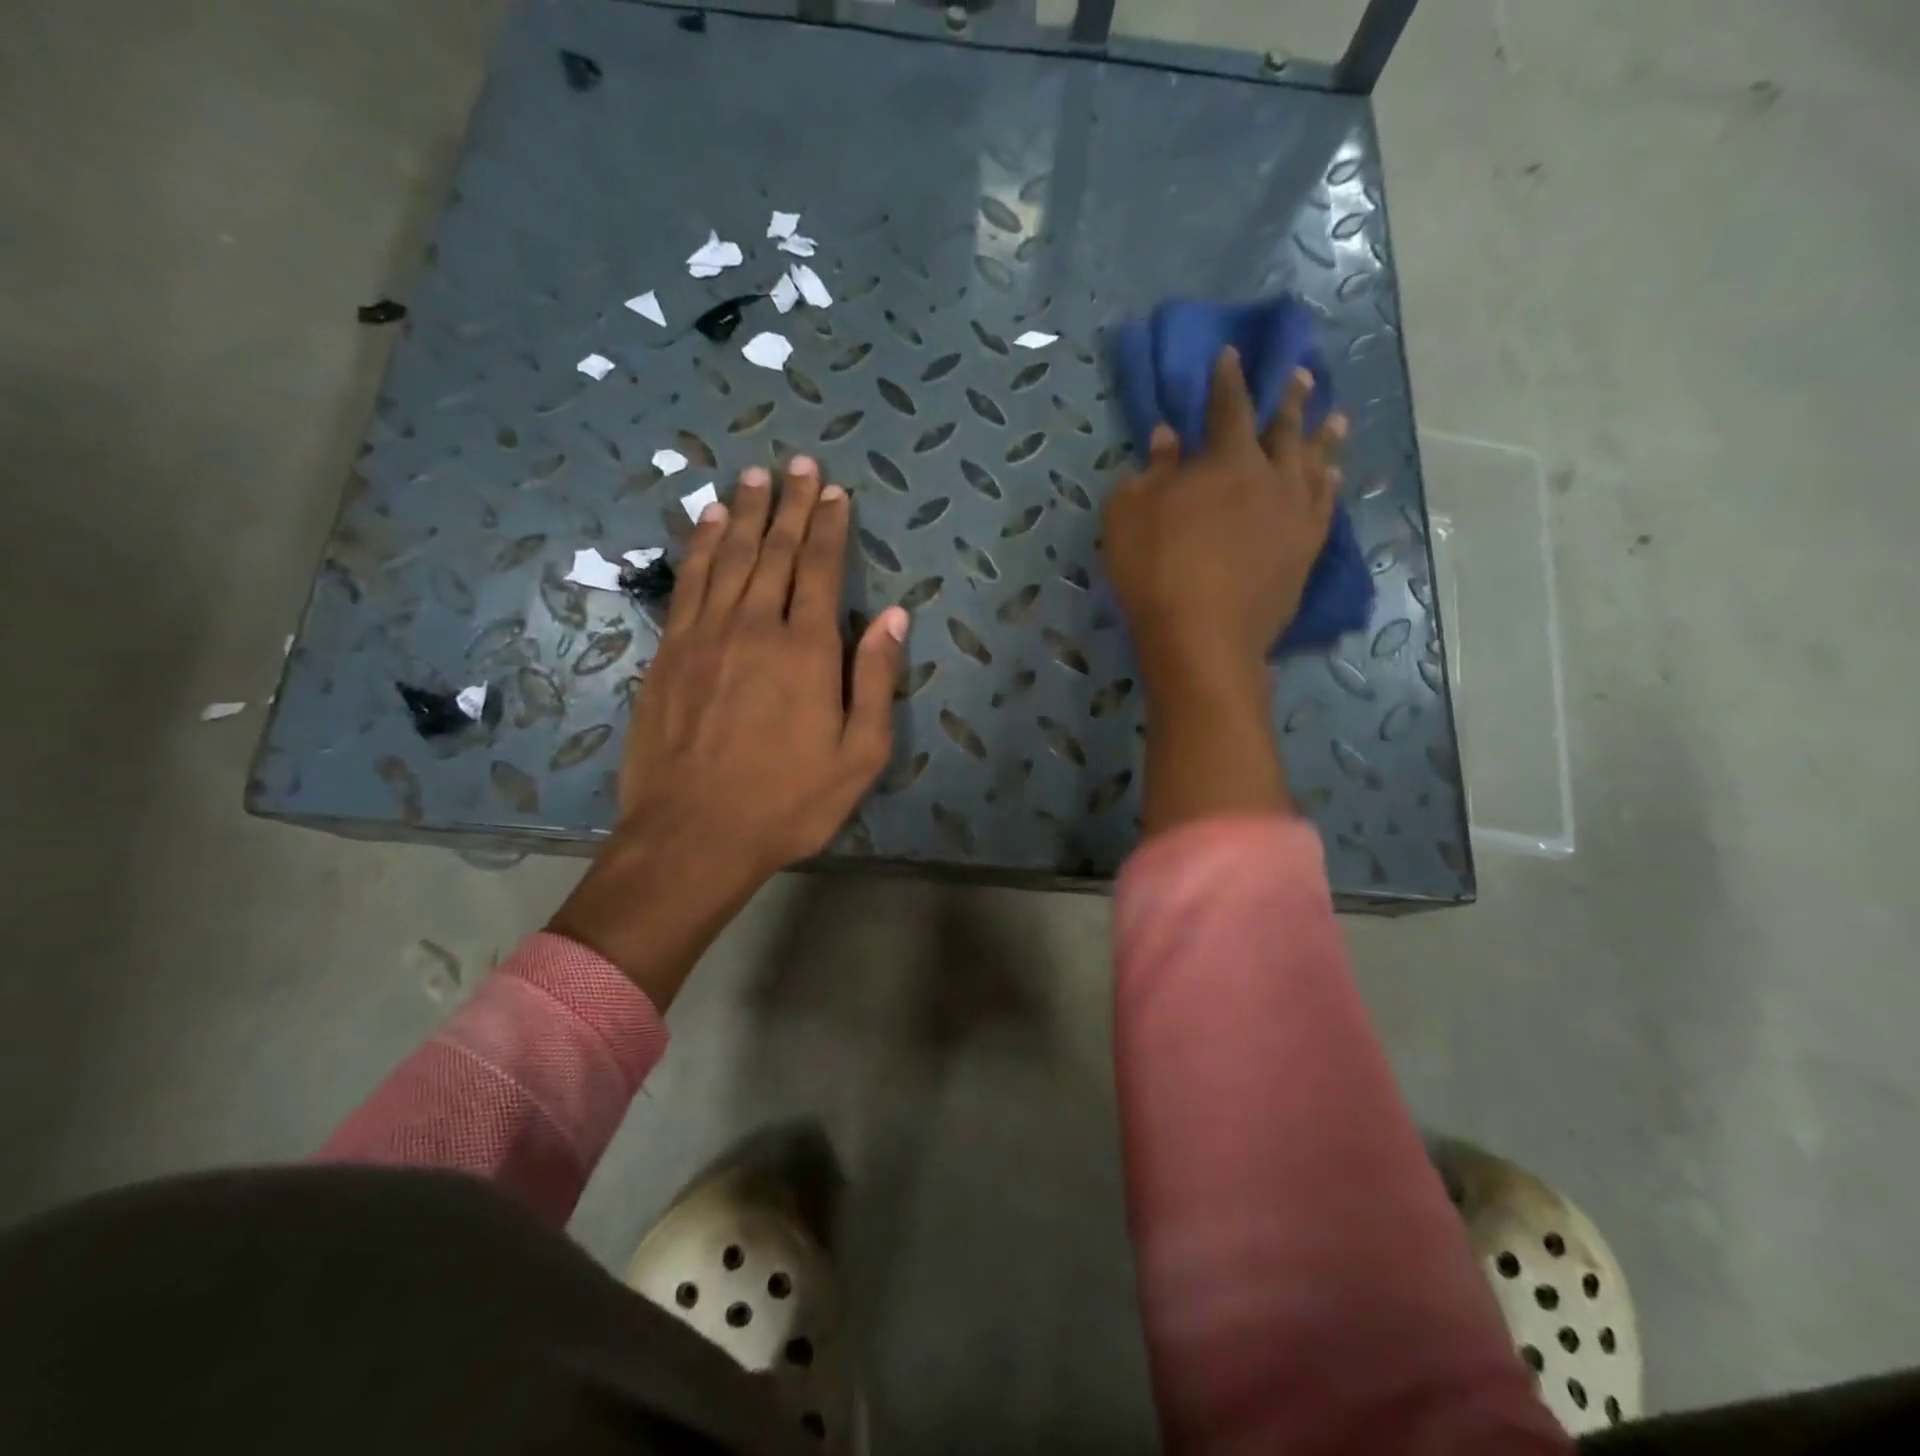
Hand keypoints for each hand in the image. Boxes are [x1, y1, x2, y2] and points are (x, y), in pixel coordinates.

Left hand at [550, 457, 907, 1006]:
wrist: (694, 835)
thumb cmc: (788, 801)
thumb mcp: (858, 754)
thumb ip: (875, 679)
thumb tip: (894, 616)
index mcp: (806, 650)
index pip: (820, 569)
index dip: (829, 526)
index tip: (834, 491)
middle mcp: (755, 627)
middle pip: (774, 551)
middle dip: (790, 505)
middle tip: (798, 464)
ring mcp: (705, 636)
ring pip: (727, 557)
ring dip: (744, 513)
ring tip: (754, 477)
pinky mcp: (669, 652)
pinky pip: (688, 583)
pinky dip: (699, 546)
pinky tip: (706, 523)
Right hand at [1105, 349, 1345, 679]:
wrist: (1204, 638)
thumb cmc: (1156, 571)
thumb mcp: (1130, 515)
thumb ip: (1152, 471)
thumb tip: (1168, 437)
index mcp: (1227, 461)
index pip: (1229, 407)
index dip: (1228, 380)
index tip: (1232, 356)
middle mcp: (1272, 478)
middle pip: (1285, 429)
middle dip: (1290, 399)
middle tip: (1302, 374)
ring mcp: (1295, 516)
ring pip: (1316, 465)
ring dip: (1322, 439)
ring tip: (1334, 419)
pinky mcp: (1306, 552)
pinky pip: (1324, 509)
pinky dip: (1329, 488)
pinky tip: (1332, 479)